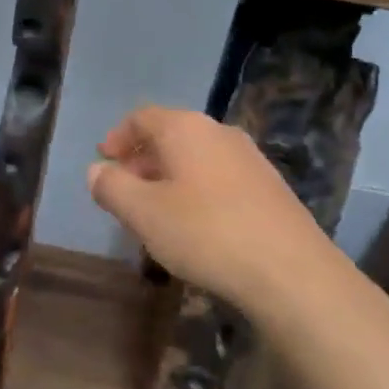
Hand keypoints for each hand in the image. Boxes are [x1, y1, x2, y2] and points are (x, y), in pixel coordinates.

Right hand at [87, 106, 356, 320]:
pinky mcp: (270, 187)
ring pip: (196, 158)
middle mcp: (219, 132)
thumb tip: (97, 170)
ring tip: (155, 213)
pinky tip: (195, 226)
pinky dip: (197, 191)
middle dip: (142, 160)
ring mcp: (250, 158)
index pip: (142, 117)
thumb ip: (112, 187)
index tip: (104, 161)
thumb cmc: (205, 233)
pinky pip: (219, 177)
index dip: (118, 137)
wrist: (291, 271)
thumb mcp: (143, 213)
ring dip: (169, 178)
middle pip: (170, 135)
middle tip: (124, 191)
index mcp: (186, 128)